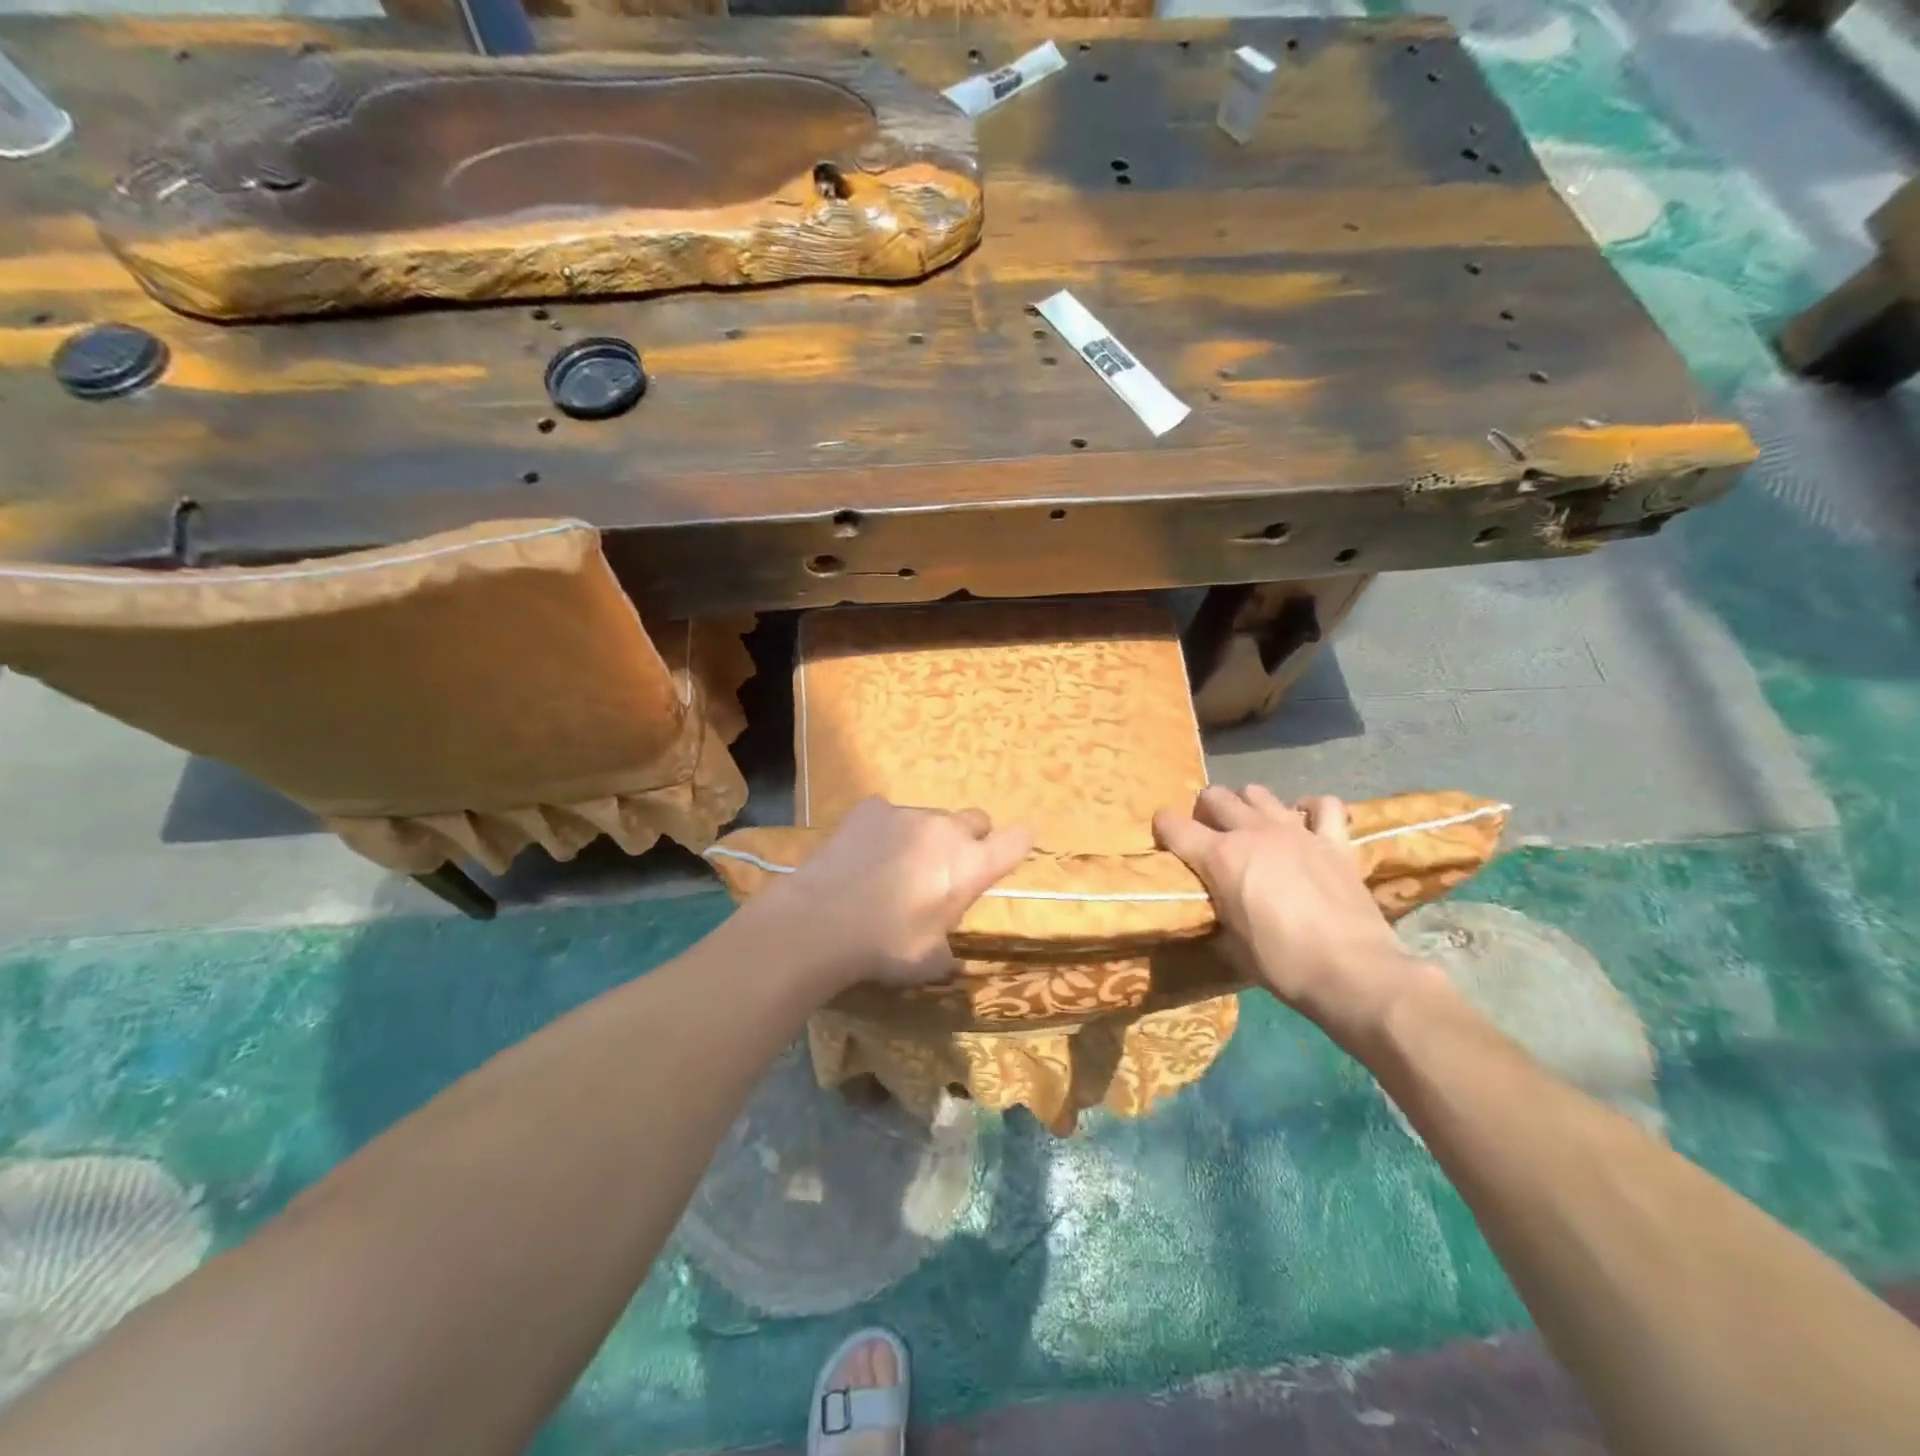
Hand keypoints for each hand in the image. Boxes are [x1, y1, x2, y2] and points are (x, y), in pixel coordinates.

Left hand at [752, 797, 1032, 989]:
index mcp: (971, 866)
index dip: (1017, 845)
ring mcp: (907, 813)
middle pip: (976, 819)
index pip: (1017, 840)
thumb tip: (951, 962)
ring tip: (895, 865)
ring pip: (930, 817)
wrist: (821, 921)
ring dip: (925, 837)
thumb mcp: (927, 962)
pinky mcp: (869, 808)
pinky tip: (864, 852)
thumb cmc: (885, 946)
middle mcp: (946, 830)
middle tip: (946, 868)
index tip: (1007, 855)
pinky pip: (888, 813)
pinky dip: (884, 829)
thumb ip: (947, 954)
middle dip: (970, 839)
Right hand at [1153, 785, 1446, 1048]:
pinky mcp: (1334, 841)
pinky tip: (1306, 822)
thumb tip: (1214, 909)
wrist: (1353, 972)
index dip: (1163, 828)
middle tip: (1209, 835)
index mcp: (1220, 857)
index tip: (1163, 838)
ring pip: (1259, 792)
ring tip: (1252, 827)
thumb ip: (1217, 913)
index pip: (1173, 825)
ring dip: (1248, 806)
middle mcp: (1252, 832)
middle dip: (1205, 811)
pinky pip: (1324, 805)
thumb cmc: (1282, 964)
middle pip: (1216, 796)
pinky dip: (1311, 809)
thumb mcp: (1231, 945)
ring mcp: (1296, 831)